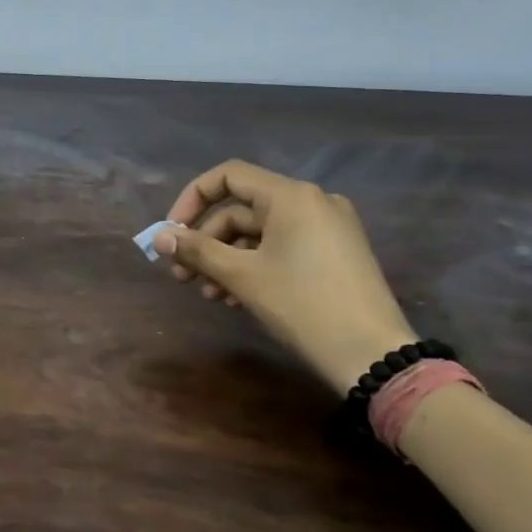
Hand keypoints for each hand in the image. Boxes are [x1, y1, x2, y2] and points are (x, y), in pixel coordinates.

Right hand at [154, 160, 416, 393]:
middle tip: (181, 273)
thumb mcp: (242, 276)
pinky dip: (254, 265)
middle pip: (241, 209)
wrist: (372, 355)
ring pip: (260, 233)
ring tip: (208, 294)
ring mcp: (328, 228)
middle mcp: (312, 202)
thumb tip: (159, 237)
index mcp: (291, 196)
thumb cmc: (302, 305)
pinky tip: (235, 298)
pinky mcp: (335, 254)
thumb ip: (197, 250)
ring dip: (226, 259)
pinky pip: (282, 247)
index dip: (191, 199)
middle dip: (207, 241)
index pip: (228, 176)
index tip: (172, 233)